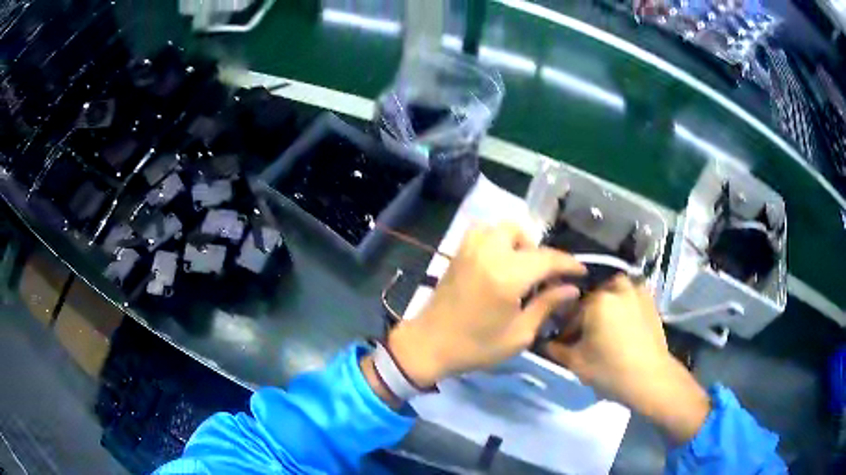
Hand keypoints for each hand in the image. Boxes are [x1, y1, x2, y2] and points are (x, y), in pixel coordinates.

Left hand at [388, 222, 585, 386]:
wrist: (429, 345)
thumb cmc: (476, 347)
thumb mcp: (519, 334)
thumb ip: (547, 305)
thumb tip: (571, 289)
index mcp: (507, 275)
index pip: (547, 259)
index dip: (569, 264)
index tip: (581, 272)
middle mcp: (489, 252)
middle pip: (524, 234)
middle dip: (540, 253)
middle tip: (543, 277)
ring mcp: (469, 249)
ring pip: (501, 228)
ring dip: (517, 242)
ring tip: (520, 267)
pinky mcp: (458, 252)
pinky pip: (482, 232)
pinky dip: (496, 239)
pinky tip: (498, 261)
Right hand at [543, 276, 709, 442]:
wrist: (650, 378)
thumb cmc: (611, 370)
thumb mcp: (577, 363)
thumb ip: (556, 350)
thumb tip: (545, 342)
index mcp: (597, 301)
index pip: (571, 311)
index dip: (565, 329)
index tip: (564, 343)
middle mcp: (617, 289)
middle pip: (592, 297)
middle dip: (585, 313)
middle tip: (585, 334)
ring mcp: (636, 292)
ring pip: (613, 290)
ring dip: (606, 301)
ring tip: (605, 323)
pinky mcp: (650, 301)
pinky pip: (631, 293)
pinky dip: (623, 301)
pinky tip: (622, 321)